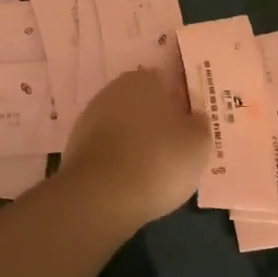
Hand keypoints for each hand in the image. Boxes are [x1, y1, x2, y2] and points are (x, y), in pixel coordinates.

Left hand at [60, 68, 206, 231]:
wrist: (100, 197)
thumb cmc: (159, 160)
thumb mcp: (198, 143)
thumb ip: (200, 123)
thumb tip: (194, 116)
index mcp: (145, 79)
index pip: (168, 83)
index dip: (182, 104)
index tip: (192, 127)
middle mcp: (115, 90)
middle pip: (145, 103)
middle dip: (158, 121)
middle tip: (177, 148)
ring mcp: (91, 117)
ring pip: (125, 125)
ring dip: (138, 140)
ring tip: (156, 170)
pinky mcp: (77, 145)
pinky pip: (109, 147)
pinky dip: (120, 158)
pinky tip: (132, 179)